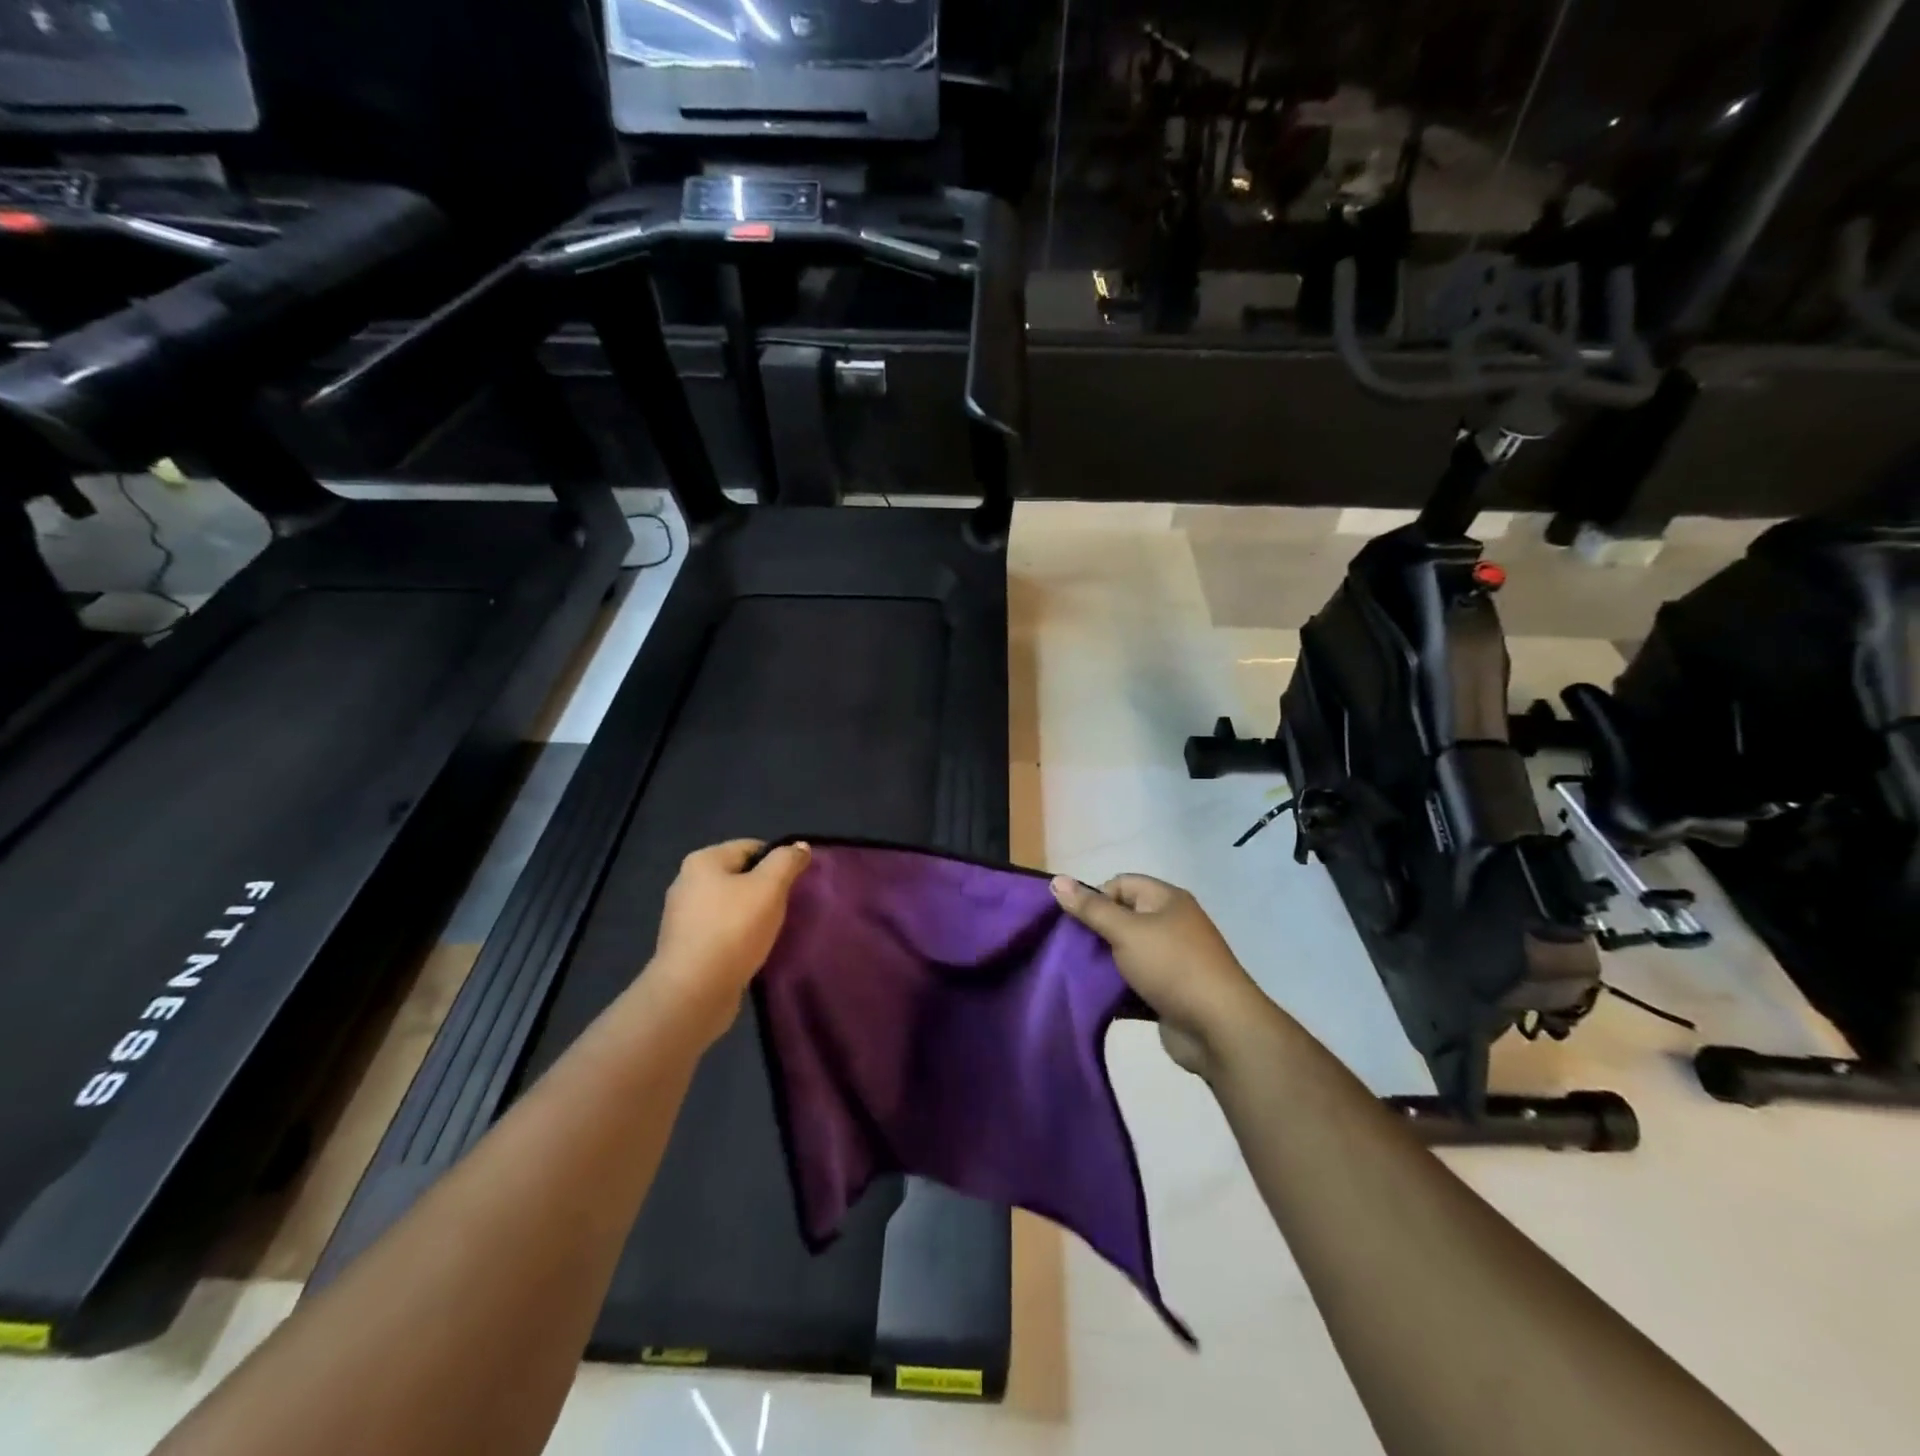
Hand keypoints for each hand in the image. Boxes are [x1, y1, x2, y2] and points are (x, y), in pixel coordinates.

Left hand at [649, 839, 811, 1040]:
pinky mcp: (685, 947)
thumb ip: (787, 862)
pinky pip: (720, 932)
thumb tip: (800, 846)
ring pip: (730, 906)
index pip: (752, 847)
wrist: (694, 992)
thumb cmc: (733, 929)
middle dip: (765, 890)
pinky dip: (738, 937)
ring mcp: (682, 917)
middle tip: (787, 908)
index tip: (795, 885)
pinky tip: (752, 951)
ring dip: (752, 916)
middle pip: (739, 876)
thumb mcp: (769, 887)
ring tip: (772, 932)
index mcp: (703, 861)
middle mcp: (687, 883)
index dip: (778, 862)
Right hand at [1051, 874, 1264, 1077]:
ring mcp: (1170, 960)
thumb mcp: (1126, 931)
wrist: (1219, 1029)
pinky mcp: (1167, 992)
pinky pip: (1133, 983)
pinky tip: (1091, 997)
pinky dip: (1115, 988)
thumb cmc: (1172, 966)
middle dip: (1094, 932)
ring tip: (1072, 973)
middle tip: (1067, 948)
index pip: (1120, 884)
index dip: (1095, 898)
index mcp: (1165, 900)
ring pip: (1124, 953)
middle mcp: (1170, 924)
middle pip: (1121, 918)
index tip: (1074, 923)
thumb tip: (1056, 880)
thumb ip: (1091, 908)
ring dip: (1102, 963)